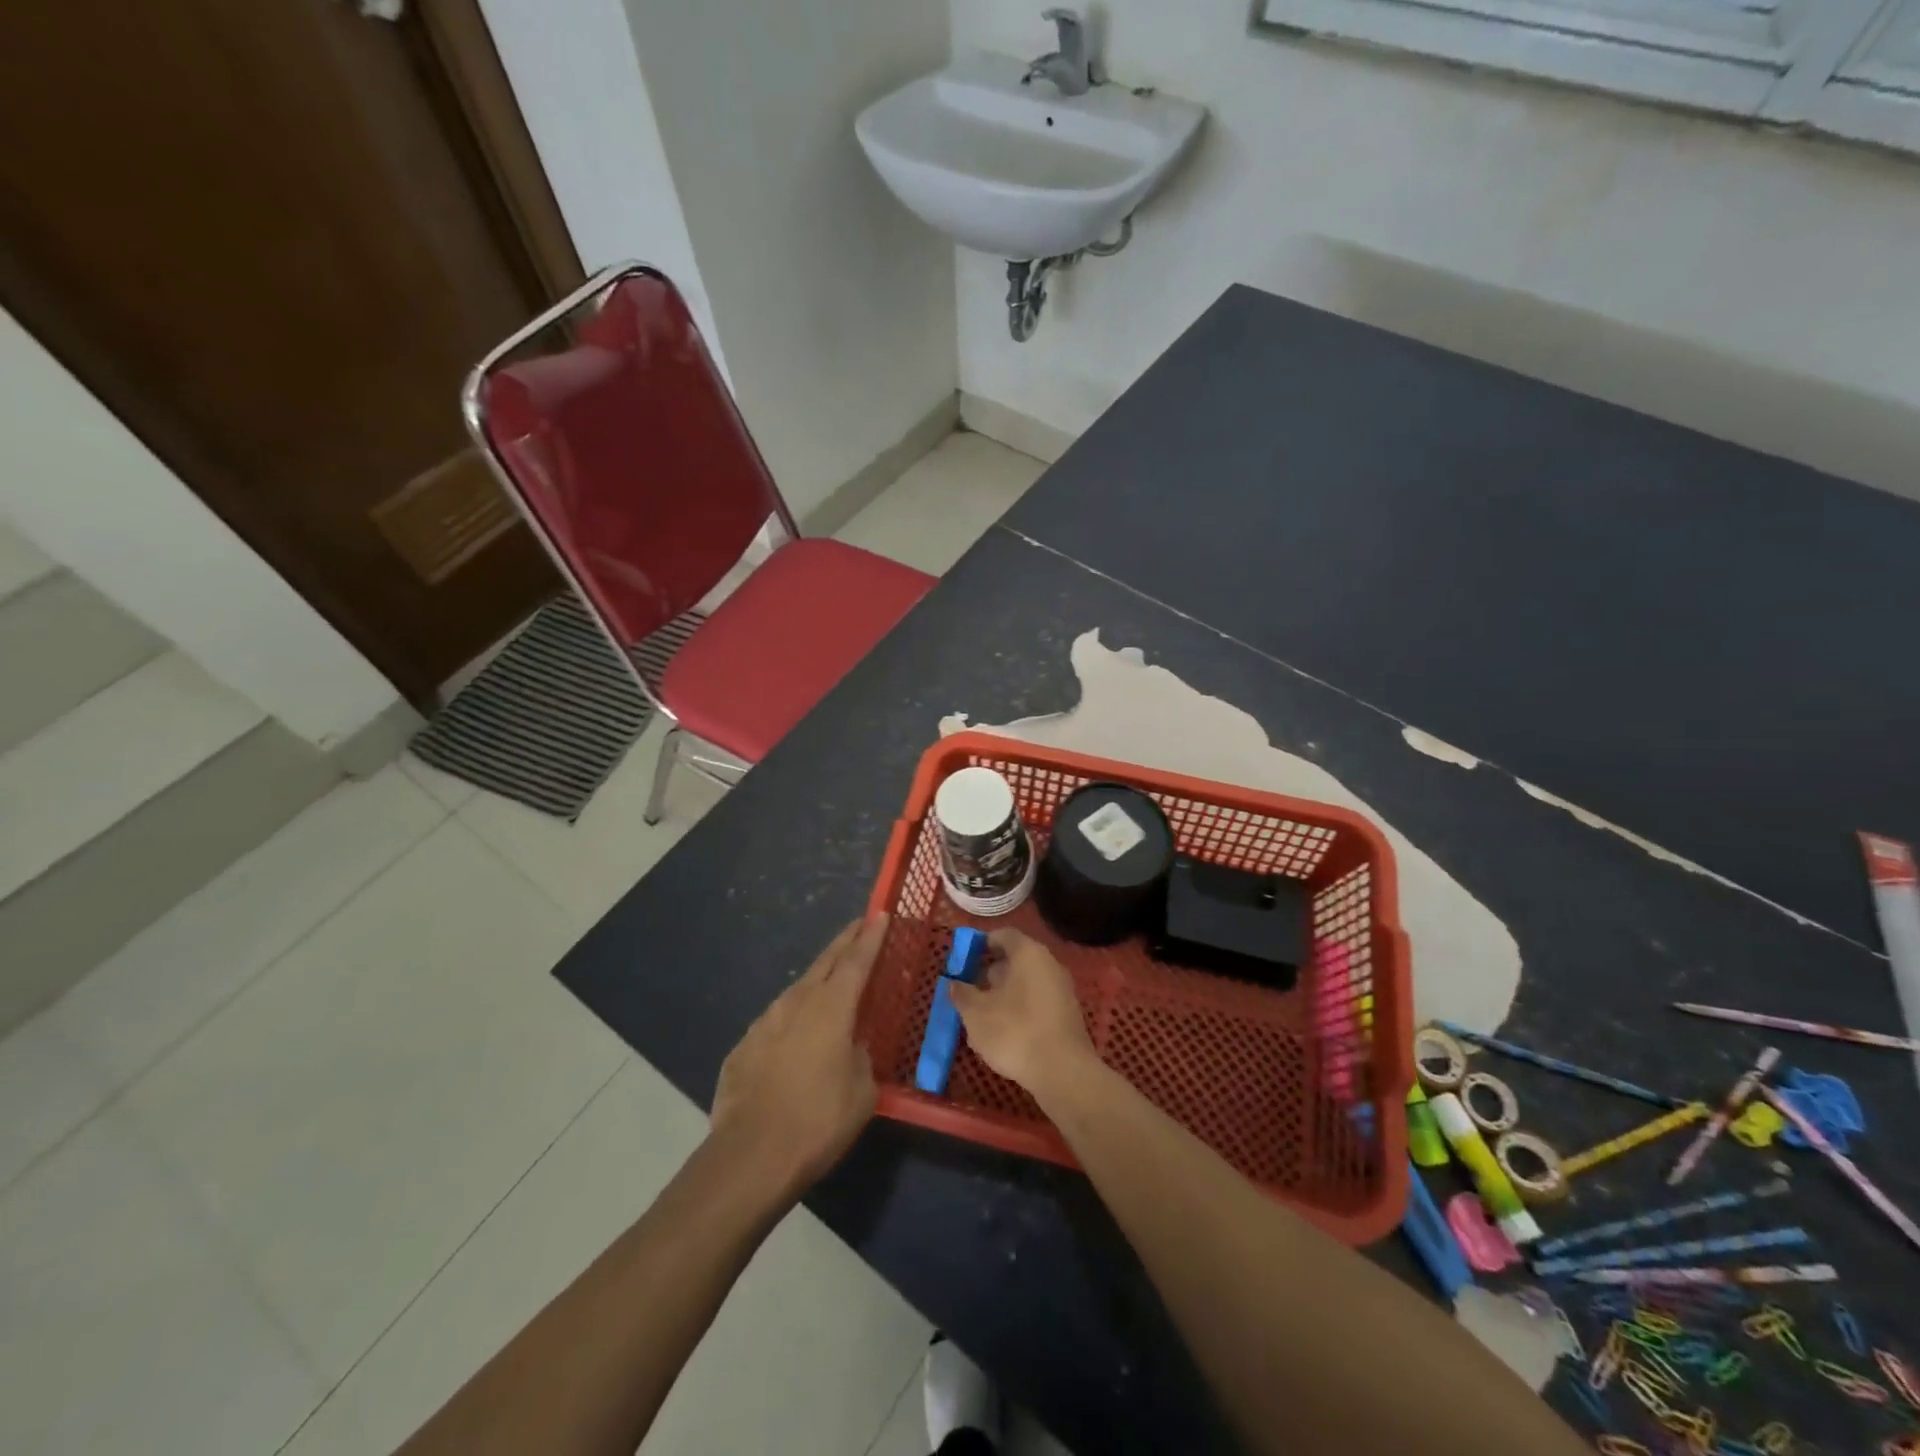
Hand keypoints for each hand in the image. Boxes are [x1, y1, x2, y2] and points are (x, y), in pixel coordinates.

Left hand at [710, 914, 885, 1197]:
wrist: (750, 1157)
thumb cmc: (818, 1121)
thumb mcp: (862, 1092)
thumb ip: (861, 1058)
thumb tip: (852, 1047)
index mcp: (831, 1007)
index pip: (857, 961)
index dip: (871, 937)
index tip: (880, 914)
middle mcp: (796, 1003)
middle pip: (825, 962)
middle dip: (844, 942)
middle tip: (858, 927)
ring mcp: (765, 1022)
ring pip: (797, 991)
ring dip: (816, 981)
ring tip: (829, 983)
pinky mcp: (743, 1047)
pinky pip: (775, 1023)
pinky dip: (792, 1020)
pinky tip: (795, 1039)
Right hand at [948, 928, 1096, 1099]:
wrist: (1063, 1073)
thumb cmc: (1015, 1031)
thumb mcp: (976, 1013)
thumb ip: (962, 993)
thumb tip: (954, 983)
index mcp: (1028, 954)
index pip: (1003, 935)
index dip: (981, 944)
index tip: (963, 959)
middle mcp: (1049, 964)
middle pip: (1014, 960)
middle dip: (989, 974)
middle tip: (968, 991)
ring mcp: (1061, 990)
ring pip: (1024, 985)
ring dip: (1001, 996)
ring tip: (979, 1019)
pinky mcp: (1066, 1015)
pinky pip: (1036, 1003)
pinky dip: (1018, 1011)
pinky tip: (1002, 1035)